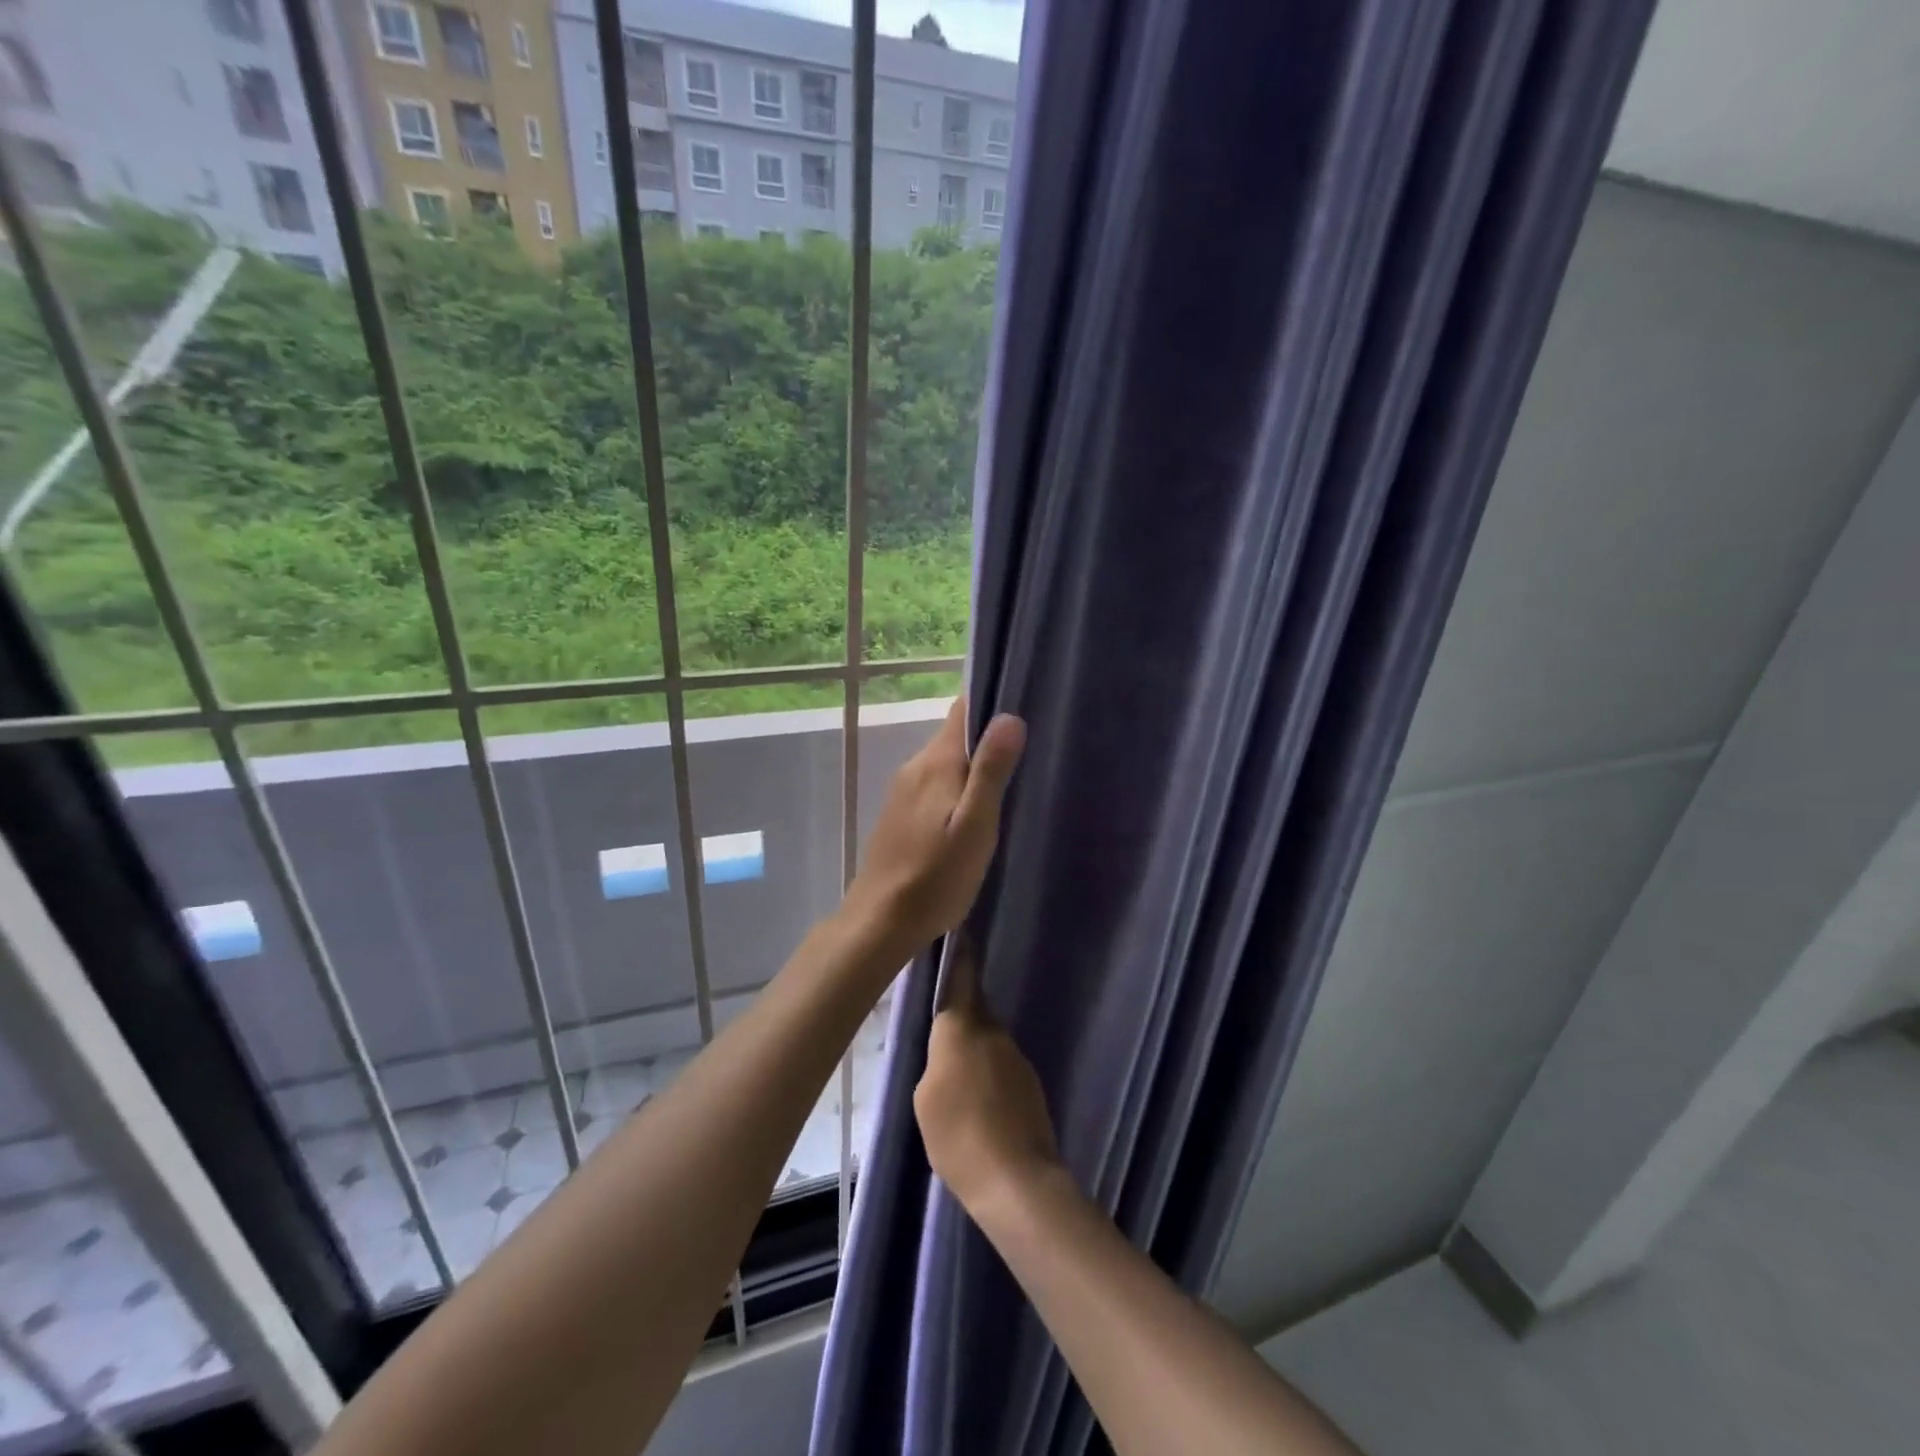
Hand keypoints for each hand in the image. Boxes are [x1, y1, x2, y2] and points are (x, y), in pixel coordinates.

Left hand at [844, 696, 1025, 954]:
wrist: (881, 921)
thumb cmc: (936, 876)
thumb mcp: (975, 825)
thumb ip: (991, 771)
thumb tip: (1010, 716)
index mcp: (936, 762)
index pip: (962, 710)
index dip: (992, 702)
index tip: (1025, 707)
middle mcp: (915, 767)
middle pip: (955, 736)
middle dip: (988, 739)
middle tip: (1028, 754)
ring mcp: (903, 792)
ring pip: (945, 764)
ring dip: (973, 768)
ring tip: (1008, 785)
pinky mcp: (900, 815)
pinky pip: (934, 787)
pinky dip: (956, 790)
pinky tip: (973, 814)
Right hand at [915, 940, 1060, 1213]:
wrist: (1017, 1181)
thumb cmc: (958, 1136)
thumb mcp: (925, 1099)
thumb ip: (935, 1063)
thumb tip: (948, 1053)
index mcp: (963, 1028)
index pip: (962, 979)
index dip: (960, 956)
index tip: (959, 933)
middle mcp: (994, 1033)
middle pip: (975, 1013)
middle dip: (960, 1017)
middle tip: (940, 1033)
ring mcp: (1017, 1058)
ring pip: (989, 1043)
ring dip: (975, 1053)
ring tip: (956, 1083)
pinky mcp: (1031, 1086)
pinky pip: (1002, 1069)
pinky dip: (989, 1078)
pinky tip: (979, 1107)